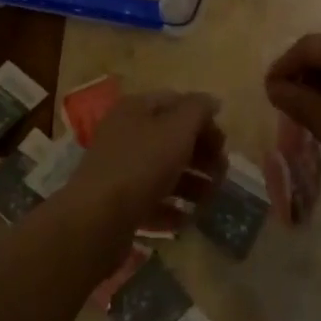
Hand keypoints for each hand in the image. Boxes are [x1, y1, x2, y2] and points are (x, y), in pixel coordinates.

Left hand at [61, 90, 225, 237]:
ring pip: (164, 170)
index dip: (203, 119)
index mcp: (136, 108)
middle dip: (201, 154)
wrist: (96, 219)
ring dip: (192, 183)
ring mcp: (120, 169)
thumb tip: (212, 100)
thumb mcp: (177, 129)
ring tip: (210, 200)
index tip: (224, 143)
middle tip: (222, 174)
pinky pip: (151, 200)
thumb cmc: (141, 165)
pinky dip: (171, 207)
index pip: (177, 102)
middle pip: (172, 138)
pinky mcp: (118, 203)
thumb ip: (198, 110)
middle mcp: (125, 133)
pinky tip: (186, 218)